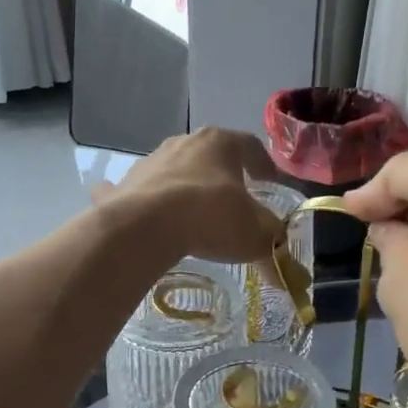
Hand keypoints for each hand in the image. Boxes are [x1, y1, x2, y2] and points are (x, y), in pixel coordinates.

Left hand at [94, 127, 284, 265]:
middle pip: (209, 155)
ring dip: (185, 187)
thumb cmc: (210, 217)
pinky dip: (145, 202)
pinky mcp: (123, 186)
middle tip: (232, 198)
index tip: (271, 181)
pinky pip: (139, 192)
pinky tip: (148, 218)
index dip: (264, 164)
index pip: (250, 146)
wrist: (144, 226)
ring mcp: (150, 162)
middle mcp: (183, 143)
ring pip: (174, 171)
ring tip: (193, 214)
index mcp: (220, 143)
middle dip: (222, 175)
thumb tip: (284, 264)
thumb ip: (272, 243)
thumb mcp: (255, 234)